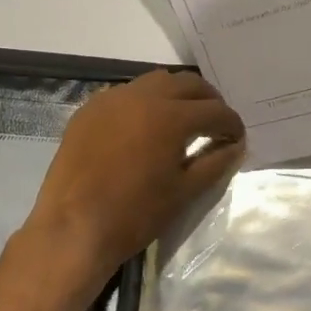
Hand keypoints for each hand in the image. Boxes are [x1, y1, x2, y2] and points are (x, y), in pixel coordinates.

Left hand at [23, 69, 243, 289]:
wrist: (73, 228)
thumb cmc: (135, 214)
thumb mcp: (184, 191)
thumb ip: (215, 162)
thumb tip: (236, 146)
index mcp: (171, 116)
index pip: (215, 111)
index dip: (232, 124)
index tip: (237, 138)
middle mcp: (143, 96)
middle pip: (187, 84)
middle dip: (208, 101)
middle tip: (215, 124)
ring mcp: (111, 99)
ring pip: (155, 82)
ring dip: (177, 95)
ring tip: (183, 120)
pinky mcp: (89, 110)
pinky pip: (126, 94)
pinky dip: (145, 102)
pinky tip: (146, 126)